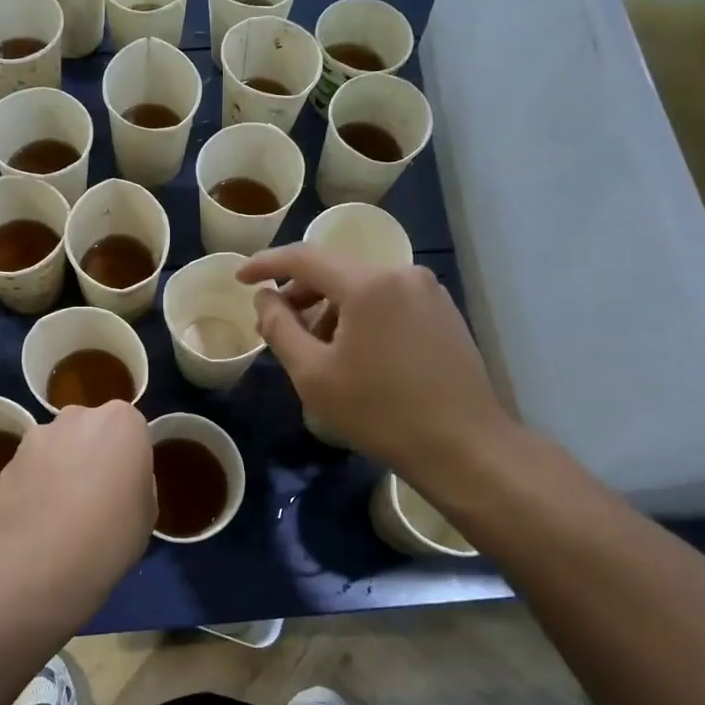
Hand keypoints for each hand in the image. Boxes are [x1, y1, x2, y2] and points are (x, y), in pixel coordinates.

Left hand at [0, 401, 153, 588]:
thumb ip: (137, 482)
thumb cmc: (112, 533)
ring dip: (60, 466)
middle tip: (94, 494)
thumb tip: (119, 481)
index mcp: (123, 422)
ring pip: (56, 446)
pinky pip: (31, 468)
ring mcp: (39, 436)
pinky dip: (34, 485)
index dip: (128, 457)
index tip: (126, 484)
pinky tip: (37, 520)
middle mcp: (79, 416)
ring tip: (60, 511)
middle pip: (90, 428)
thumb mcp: (148, 512)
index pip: (131, 428)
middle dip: (92, 452)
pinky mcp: (8, 460)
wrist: (44, 560)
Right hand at [236, 245, 517, 494]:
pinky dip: (361, 316)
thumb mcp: (313, 374)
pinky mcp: (444, 312)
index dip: (265, 265)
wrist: (464, 447)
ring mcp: (428, 292)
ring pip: (362, 287)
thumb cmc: (380, 412)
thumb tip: (265, 297)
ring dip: (330, 309)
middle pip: (335, 271)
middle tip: (276, 327)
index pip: (304, 258)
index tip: (240, 279)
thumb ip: (280, 327)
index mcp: (368, 284)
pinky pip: (388, 301)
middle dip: (299, 294)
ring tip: (317, 351)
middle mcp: (402, 274)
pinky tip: (356, 354)